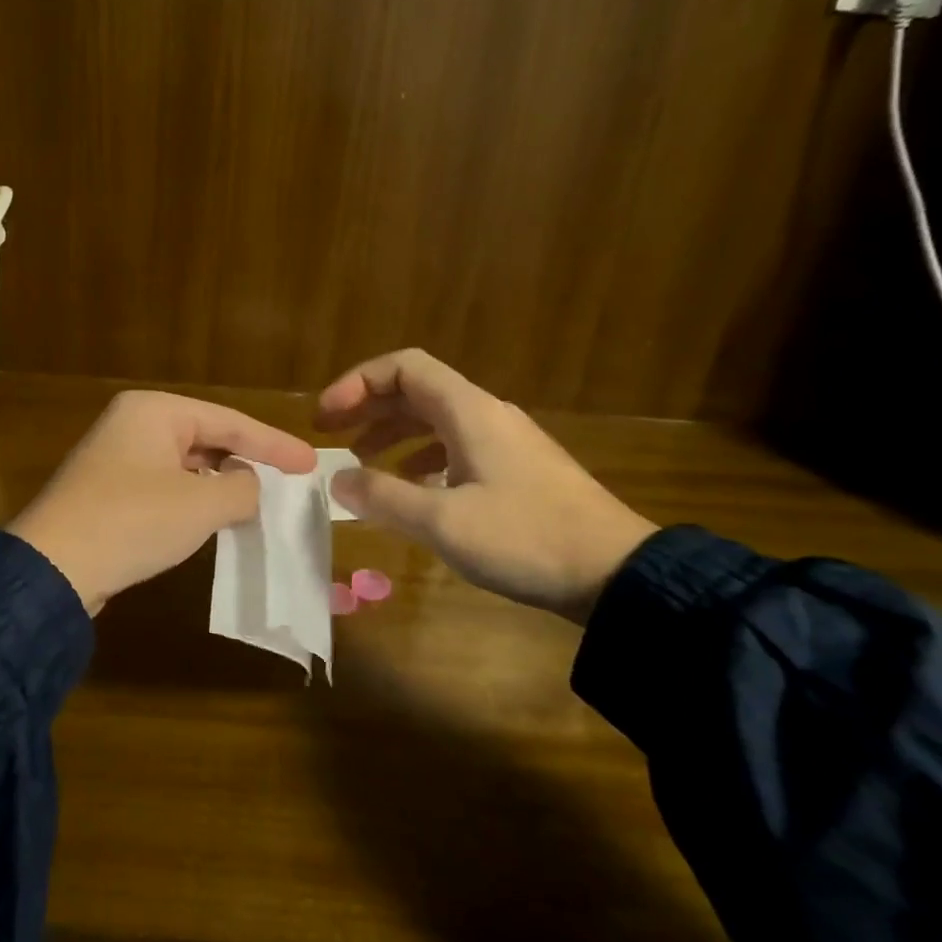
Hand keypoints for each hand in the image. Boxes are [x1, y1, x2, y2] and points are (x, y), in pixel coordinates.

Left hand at [9, 390, 316, 614]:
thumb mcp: (202, 504)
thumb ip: (241, 488)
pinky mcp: (108, 491)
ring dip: (219, 482)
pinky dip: (193, 499)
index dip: (274, 444)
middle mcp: (133, 424)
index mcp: (154, 411)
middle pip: (206, 437)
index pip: (229, 421)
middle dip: (246, 459)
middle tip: (287, 480)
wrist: (53, 568)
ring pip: (185, 464)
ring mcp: (116, 458)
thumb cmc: (134, 521)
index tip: (310, 463)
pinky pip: (165, 485)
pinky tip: (211, 518)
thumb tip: (246, 485)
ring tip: (255, 501)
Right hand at [317, 349, 656, 622]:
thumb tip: (338, 481)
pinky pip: (456, 448)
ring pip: (436, 421)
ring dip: (392, 435)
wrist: (616, 573)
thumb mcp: (443, 522)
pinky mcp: (518, 472)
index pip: (404, 368)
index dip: (357, 384)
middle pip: (416, 391)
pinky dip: (421, 459)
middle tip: (330, 437)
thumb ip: (384, 497)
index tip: (325, 419)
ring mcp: (506, 443)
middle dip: (368, 408)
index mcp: (468, 412)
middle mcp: (486, 415)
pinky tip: (412, 490)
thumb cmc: (526, 538)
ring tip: (361, 463)